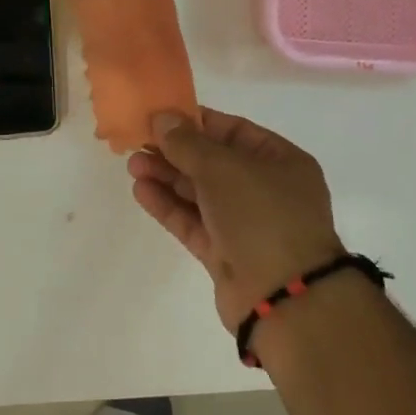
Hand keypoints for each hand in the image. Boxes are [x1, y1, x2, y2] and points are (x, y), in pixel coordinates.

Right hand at [128, 108, 342, 327]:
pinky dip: (169, 206)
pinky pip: (193, 223)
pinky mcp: (225, 254)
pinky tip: (141, 191)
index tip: (161, 117)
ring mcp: (245, 224)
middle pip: (213, 163)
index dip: (197, 122)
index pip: (234, 131)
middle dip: (175, 152)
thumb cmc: (261, 216)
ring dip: (167, 178)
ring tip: (132, 165)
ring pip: (200, 194)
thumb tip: (162, 118)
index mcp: (281, 161)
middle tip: (138, 143)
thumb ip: (187, 142)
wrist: (283, 298)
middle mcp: (266, 190)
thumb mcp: (223, 168)